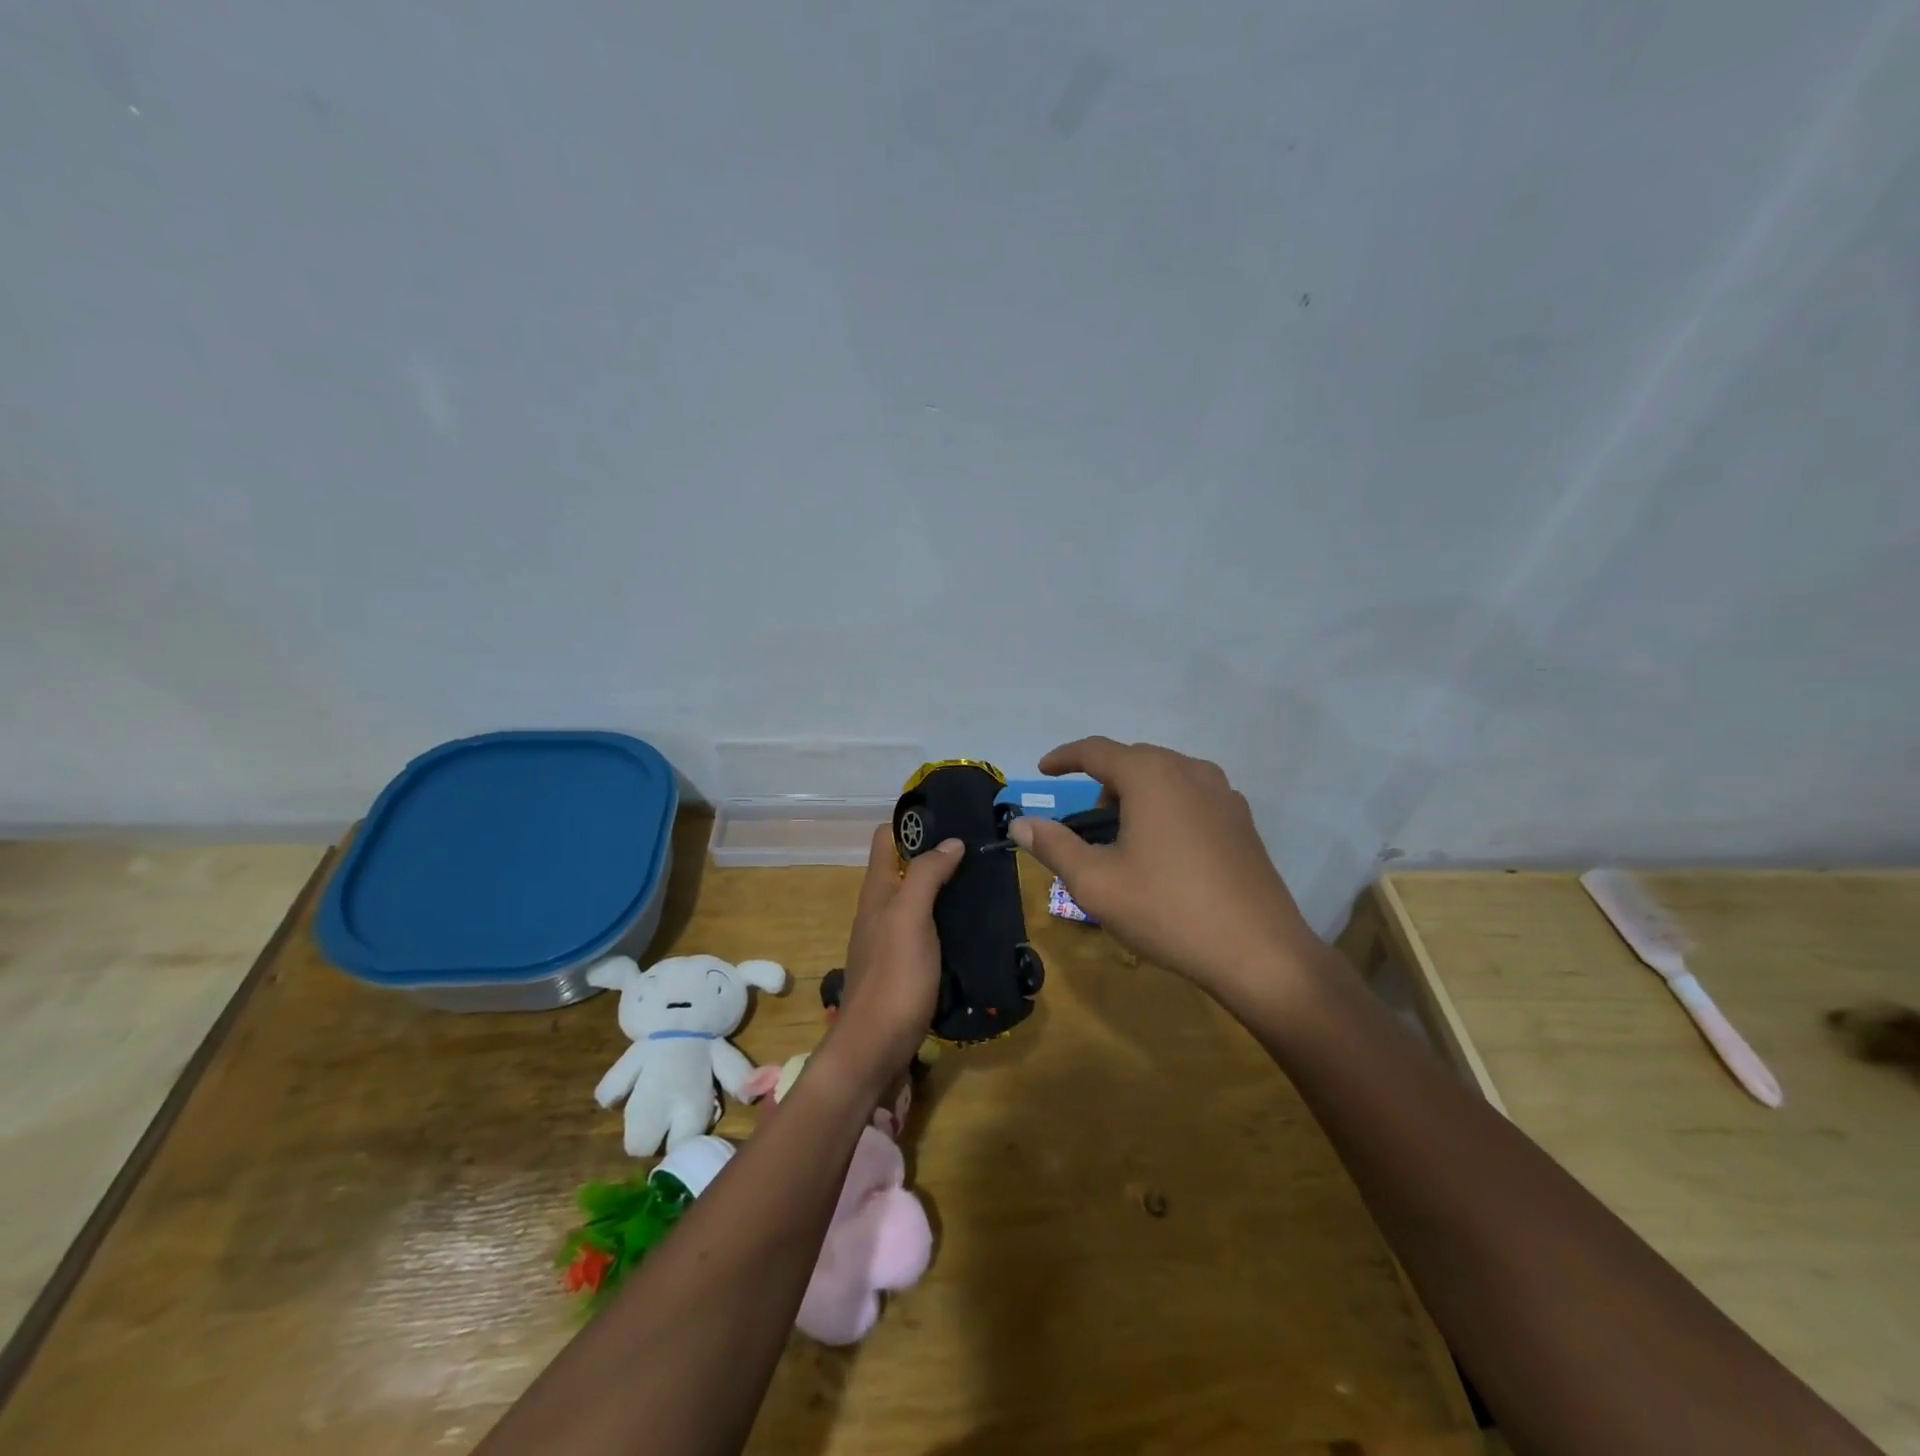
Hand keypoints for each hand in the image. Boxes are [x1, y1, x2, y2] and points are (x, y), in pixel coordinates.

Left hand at [829, 824, 964, 1082]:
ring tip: (984, 886)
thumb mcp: (910, 917)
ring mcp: (891, 942)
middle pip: (905, 869)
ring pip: (919, 902)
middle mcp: (880, 912)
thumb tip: (951, 841)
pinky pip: (927, 933)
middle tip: (979, 852)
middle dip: (937, 856)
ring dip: (945, 891)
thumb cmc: (894, 977)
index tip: (951, 819)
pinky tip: (973, 930)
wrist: (875, 1049)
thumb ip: (927, 875)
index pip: (885, 839)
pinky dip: (947, 924)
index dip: (912, 824)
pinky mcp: (905, 970)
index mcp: (876, 892)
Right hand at [1010, 737, 1320, 998]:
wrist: (1259, 953)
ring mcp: (1224, 793)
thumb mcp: (1095, 882)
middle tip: (1086, 823)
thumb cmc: (1167, 910)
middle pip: (1133, 761)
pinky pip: (1191, 797)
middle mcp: (1190, 770)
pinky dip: (1166, 809)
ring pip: (1165, 777)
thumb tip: (1020, 823)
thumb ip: (1053, 845)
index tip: (1044, 770)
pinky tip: (1166, 852)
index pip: (1096, 750)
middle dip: (1102, 782)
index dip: (1064, 757)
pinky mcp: (1242, 820)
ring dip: (1136, 795)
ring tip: (1125, 840)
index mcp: (1151, 775)